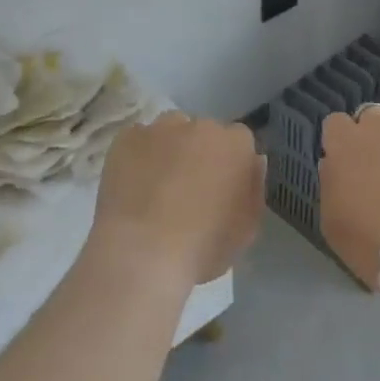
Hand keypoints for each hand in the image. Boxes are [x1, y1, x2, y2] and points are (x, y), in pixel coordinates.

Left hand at [89, 113, 264, 285]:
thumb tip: (253, 161)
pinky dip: (138, 156)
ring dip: (169, 148)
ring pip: (170, 131)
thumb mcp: (248, 227)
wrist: (143, 254)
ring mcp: (160, 129)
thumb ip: (254, 187)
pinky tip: (133, 184)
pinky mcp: (126, 139)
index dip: (230, 162)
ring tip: (158, 184)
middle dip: (200, 152)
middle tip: (189, 187)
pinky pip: (137, 140)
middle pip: (204, 132)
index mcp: (236, 144)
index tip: (222, 185)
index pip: (239, 140)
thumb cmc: (205, 246)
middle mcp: (200, 126)